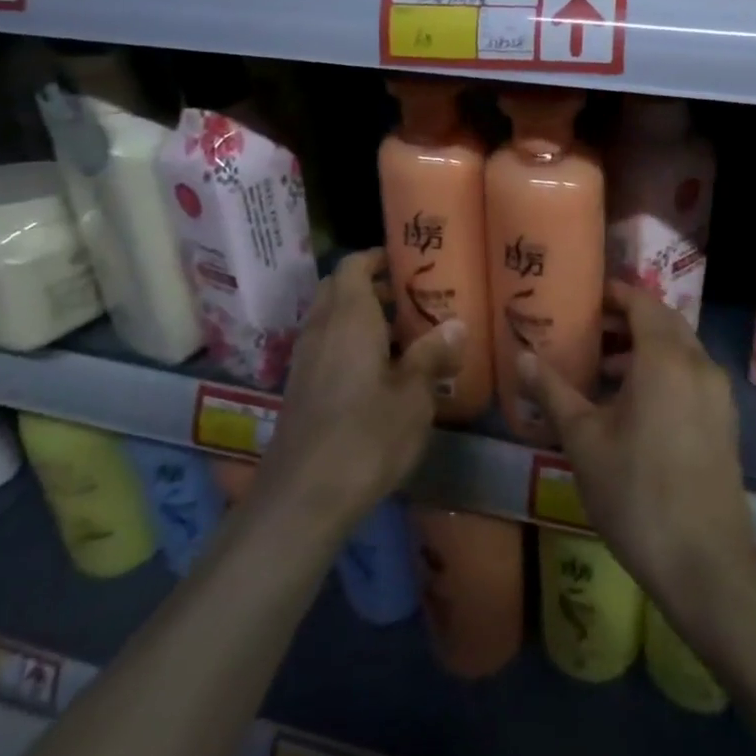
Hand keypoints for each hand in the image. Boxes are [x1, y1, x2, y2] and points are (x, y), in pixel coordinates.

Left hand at [253, 249, 464, 535]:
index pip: (353, 266)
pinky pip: (323, 347)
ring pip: (328, 319)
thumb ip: (432, 355)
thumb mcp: (414, 396)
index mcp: (349, 317)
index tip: (406, 262)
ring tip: (400, 334)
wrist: (303, 497)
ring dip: (358, 316)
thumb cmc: (367, 436)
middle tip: (407, 298)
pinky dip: (346, 343)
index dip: (376, 257)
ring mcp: (304, 360)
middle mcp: (321, 329)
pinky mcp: (299, 389)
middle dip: (369, 286)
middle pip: (337, 289)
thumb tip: (457, 324)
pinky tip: (376, 372)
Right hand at [519, 281, 755, 608]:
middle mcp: (699, 364)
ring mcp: (718, 393)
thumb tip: (521, 356)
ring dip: (644, 348)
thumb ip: (553, 391)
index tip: (584, 298)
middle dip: (627, 320)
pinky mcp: (725, 421)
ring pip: (680, 350)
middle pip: (664, 322)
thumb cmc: (635, 492)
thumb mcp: (583, 440)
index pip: (642, 302)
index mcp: (665, 358)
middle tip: (588, 331)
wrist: (705, 561)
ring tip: (602, 370)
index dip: (614, 294)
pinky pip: (692, 376)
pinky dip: (663, 372)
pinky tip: (633, 405)